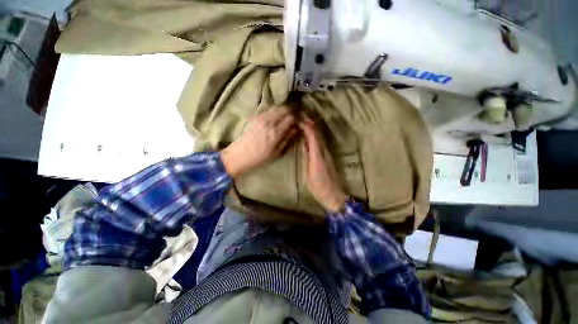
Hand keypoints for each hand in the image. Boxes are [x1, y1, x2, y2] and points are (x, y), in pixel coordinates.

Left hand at [221, 107, 296, 177]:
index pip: (290, 118)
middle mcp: (269, 122)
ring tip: (285, 116)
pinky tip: (275, 118)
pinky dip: (275, 111)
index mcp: (275, 133)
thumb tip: (296, 129)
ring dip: (283, 110)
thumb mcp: (277, 152)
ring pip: (276, 107)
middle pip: (284, 109)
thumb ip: (287, 138)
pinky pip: (268, 110)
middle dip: (291, 111)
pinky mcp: (255, 116)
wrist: (240, 155)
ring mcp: (261, 117)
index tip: (298, 122)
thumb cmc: (260, 157)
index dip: (296, 118)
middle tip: (293, 117)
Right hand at [299, 118, 347, 211]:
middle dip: (309, 123)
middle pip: (317, 133)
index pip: (313, 134)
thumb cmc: (319, 185)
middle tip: (299, 117)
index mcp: (318, 154)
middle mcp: (323, 150)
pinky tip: (308, 136)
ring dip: (311, 128)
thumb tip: (304, 142)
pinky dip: (313, 136)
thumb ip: (308, 155)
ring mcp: (326, 153)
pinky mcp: (326, 157)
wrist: (332, 193)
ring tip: (302, 123)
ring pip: (319, 136)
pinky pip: (319, 142)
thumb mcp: (310, 171)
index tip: (297, 119)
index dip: (306, 125)